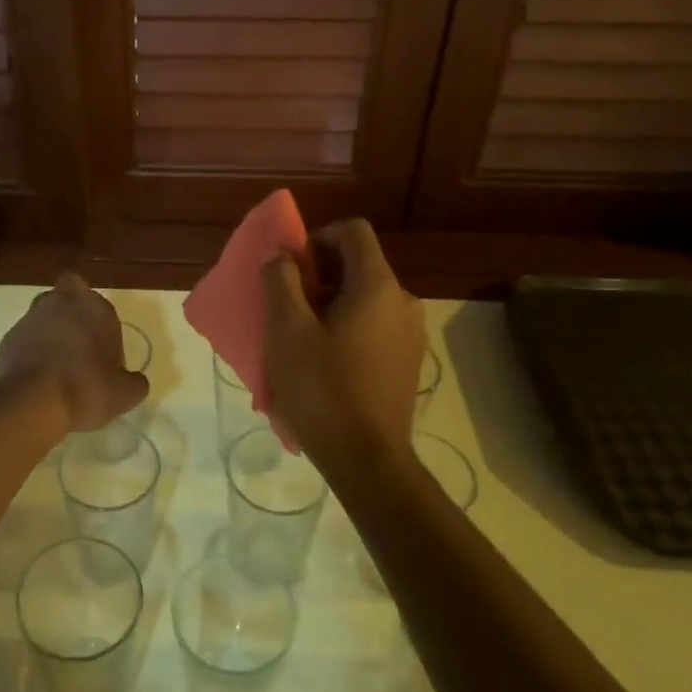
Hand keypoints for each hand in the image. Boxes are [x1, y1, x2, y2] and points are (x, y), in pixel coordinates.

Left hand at [0, 273, 148, 431]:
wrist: (33, 402)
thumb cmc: (87, 388)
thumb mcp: (125, 394)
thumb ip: (134, 382)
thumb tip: (135, 381)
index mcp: (95, 308)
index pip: (98, 302)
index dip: (98, 321)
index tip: (102, 348)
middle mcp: (61, 303)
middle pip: (65, 298)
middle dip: (69, 315)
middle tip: (76, 347)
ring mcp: (30, 318)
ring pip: (41, 317)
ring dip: (47, 333)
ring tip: (54, 367)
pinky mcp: (7, 338)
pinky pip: (22, 340)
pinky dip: (28, 353)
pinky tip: (35, 379)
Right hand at [263, 219, 423, 468]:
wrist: (367, 460)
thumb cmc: (322, 389)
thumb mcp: (287, 331)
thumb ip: (281, 282)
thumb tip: (281, 257)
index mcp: (377, 286)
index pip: (354, 231)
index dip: (318, 237)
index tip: (292, 267)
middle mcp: (403, 301)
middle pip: (360, 264)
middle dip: (320, 273)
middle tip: (288, 302)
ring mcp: (410, 334)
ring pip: (366, 297)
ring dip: (331, 302)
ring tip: (301, 334)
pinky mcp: (408, 361)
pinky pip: (375, 324)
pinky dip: (348, 325)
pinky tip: (325, 359)